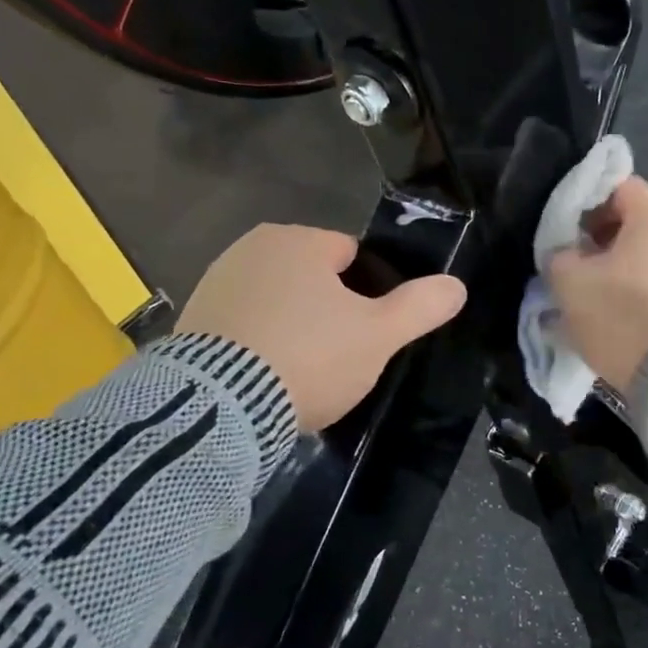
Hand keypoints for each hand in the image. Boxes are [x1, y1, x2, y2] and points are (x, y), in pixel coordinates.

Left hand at [175, 225, 466, 430]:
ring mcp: (214, 282)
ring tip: (299, 374)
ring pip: (276, 302)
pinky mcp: (190, 320)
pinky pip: (242, 326)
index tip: (367, 332)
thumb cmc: (311, 356)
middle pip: (311, 278)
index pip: (350, 255)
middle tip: (337, 358)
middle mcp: (251, 248)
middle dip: (327, 310)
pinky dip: (257, 344)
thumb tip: (457, 286)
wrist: (221, 406)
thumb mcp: (379, 335)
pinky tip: (264, 379)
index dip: (369, 293)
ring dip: (291, 327)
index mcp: (299, 240)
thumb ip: (421, 307)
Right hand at [547, 177, 647, 393]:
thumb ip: (559, 255)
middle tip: (573, 264)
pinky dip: (640, 291)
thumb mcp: (569, 281)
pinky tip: (619, 316)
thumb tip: (565, 255)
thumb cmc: (620, 314)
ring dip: (619, 268)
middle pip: (636, 221)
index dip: (584, 202)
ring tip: (592, 295)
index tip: (563, 230)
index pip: (618, 186)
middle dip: (600, 239)